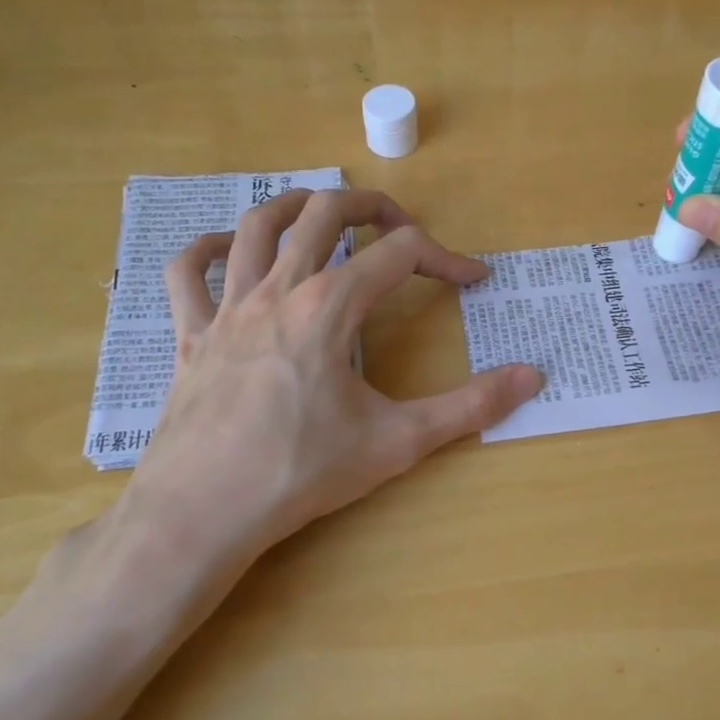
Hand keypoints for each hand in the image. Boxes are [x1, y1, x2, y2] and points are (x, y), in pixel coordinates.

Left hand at [114, 189, 541, 580]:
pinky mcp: (190, 336)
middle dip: (371, 206)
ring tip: (323, 213)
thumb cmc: (301, 473)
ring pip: (255, 226)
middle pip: (324, 213)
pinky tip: (227, 251)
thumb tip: (533, 376)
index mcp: (330, 308)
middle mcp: (278, 291)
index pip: (400, 255)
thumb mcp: (398, 441)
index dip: (446, 258)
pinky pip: (187, 274)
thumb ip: (470, 406)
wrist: (201, 513)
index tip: (472, 280)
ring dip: (294, 206)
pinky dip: (206, 250)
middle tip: (400, 227)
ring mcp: (227, 309)